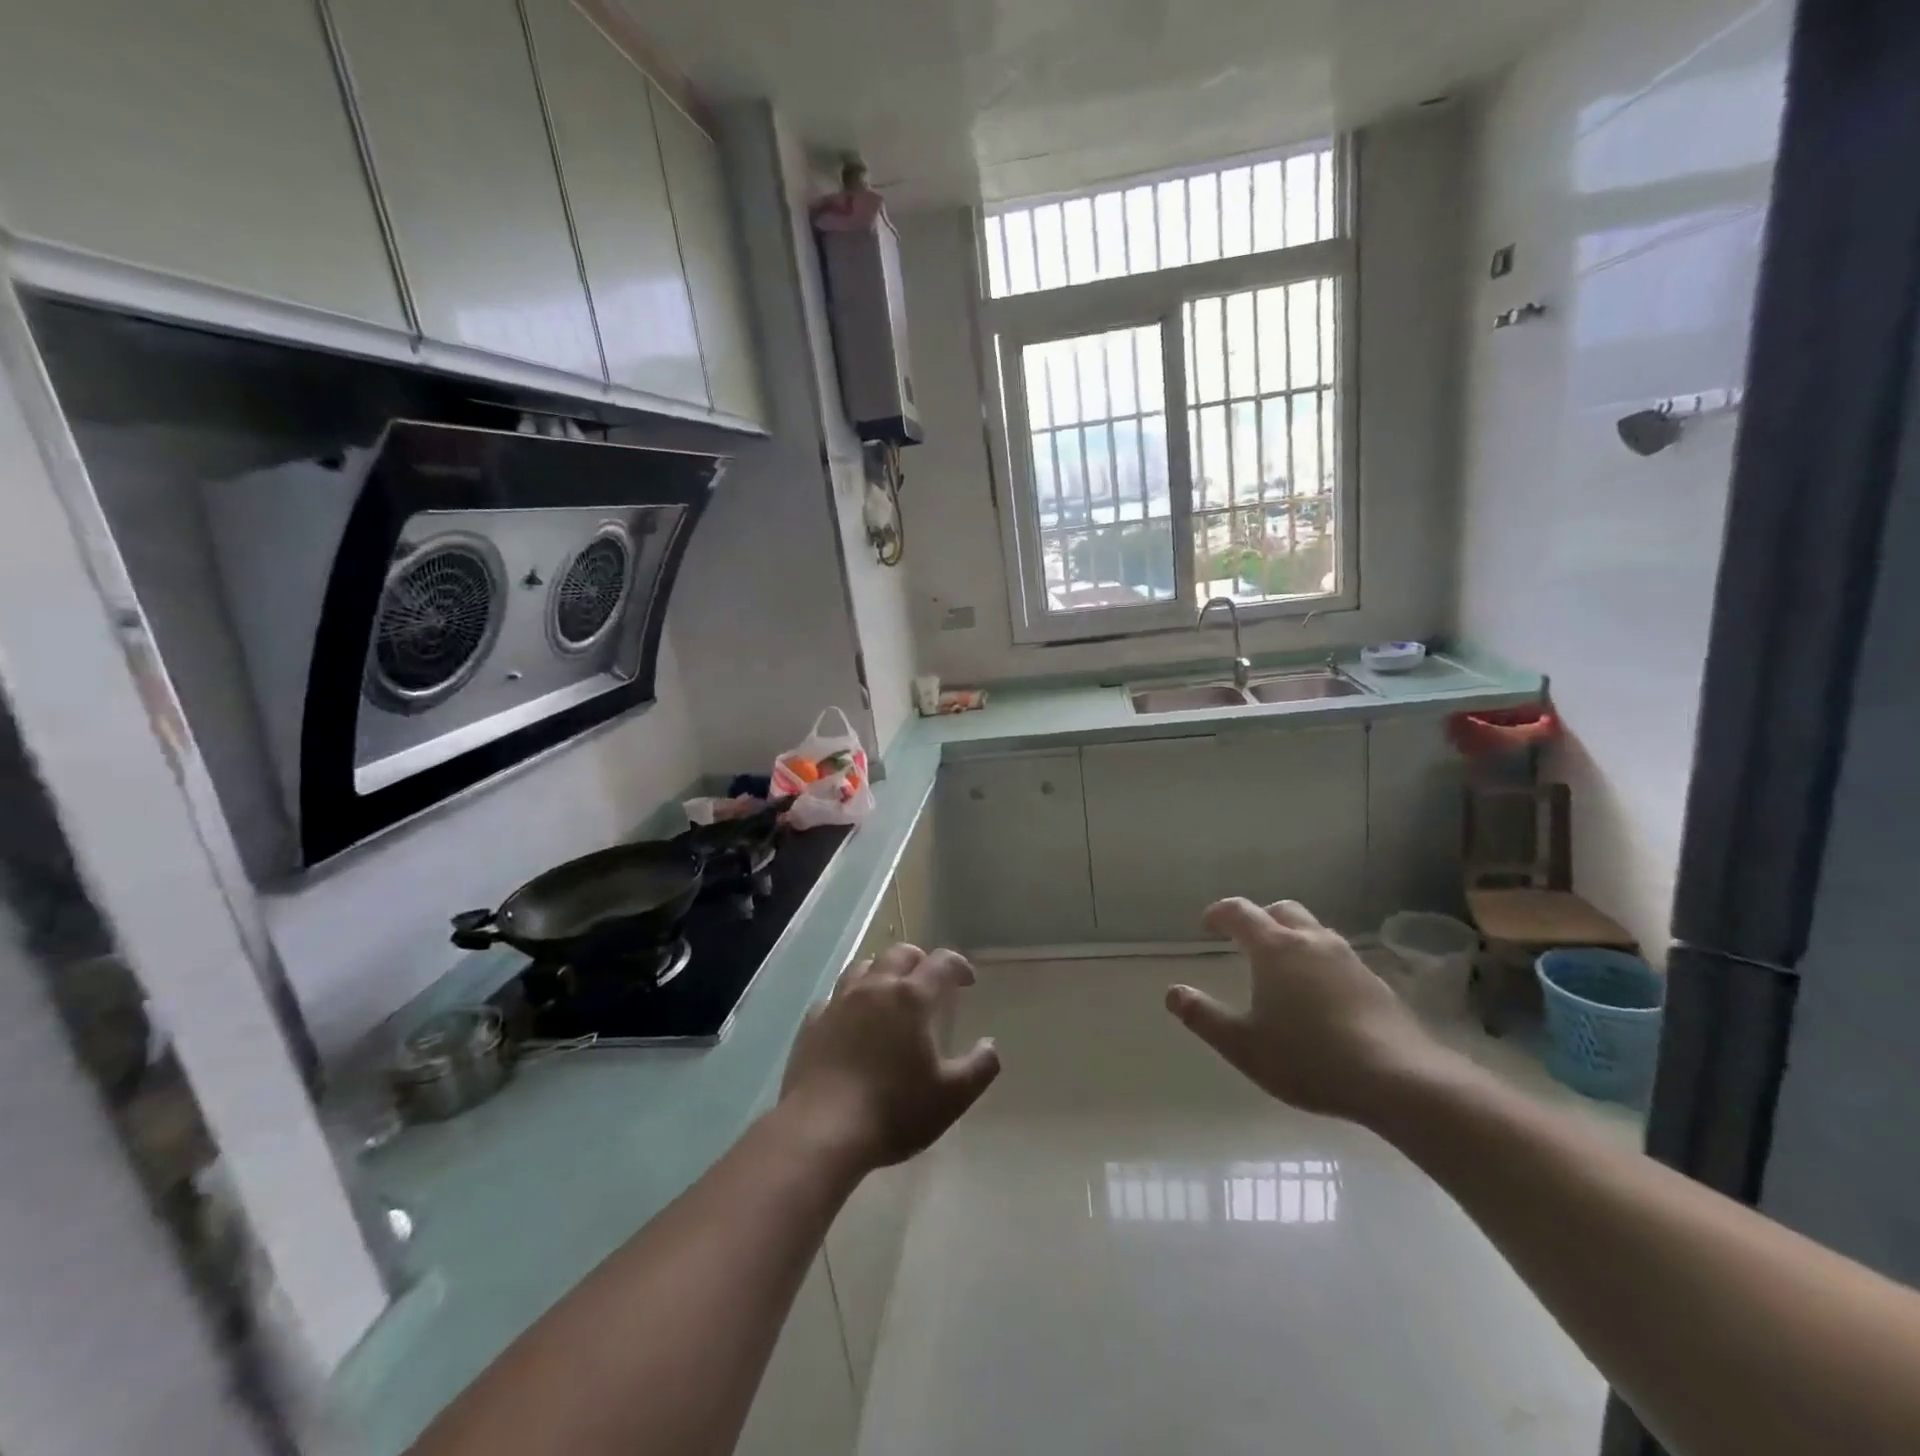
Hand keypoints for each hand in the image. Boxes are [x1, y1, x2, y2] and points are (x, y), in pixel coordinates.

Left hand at [780, 944, 1000, 1171]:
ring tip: (889, 992)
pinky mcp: (812, 1023)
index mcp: (911, 997)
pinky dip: (848, 1000)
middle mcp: (875, 987)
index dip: (958, 966)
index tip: (967, 981)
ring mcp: (839, 1002)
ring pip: (863, 967)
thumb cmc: (894, 1110)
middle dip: (919, 961)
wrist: (822, 1130)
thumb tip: (990, 1045)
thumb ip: (980, 1066)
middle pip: (899, 954)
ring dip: (882, 971)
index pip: (941, 963)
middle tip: (929, 982)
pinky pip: (834, 997)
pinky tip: (851, 1020)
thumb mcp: (952, 1096)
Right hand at [1166, 898, 1442, 1121]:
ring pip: (1314, 931)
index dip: (1219, 913)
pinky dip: (1319, 963)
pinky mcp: (1376, 982)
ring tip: (1283, 968)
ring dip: (1293, 938)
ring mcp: (1348, 959)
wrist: (1399, 1079)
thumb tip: (1172, 993)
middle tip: (1246, 941)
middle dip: (1260, 919)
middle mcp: (1311, 942)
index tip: (1207, 924)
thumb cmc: (1309, 1058)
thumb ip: (1204, 1017)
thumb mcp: (1243, 1045)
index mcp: (1275, 949)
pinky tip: (1320, 996)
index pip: (1239, 913)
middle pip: (1282, 910)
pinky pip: (1337, 958)